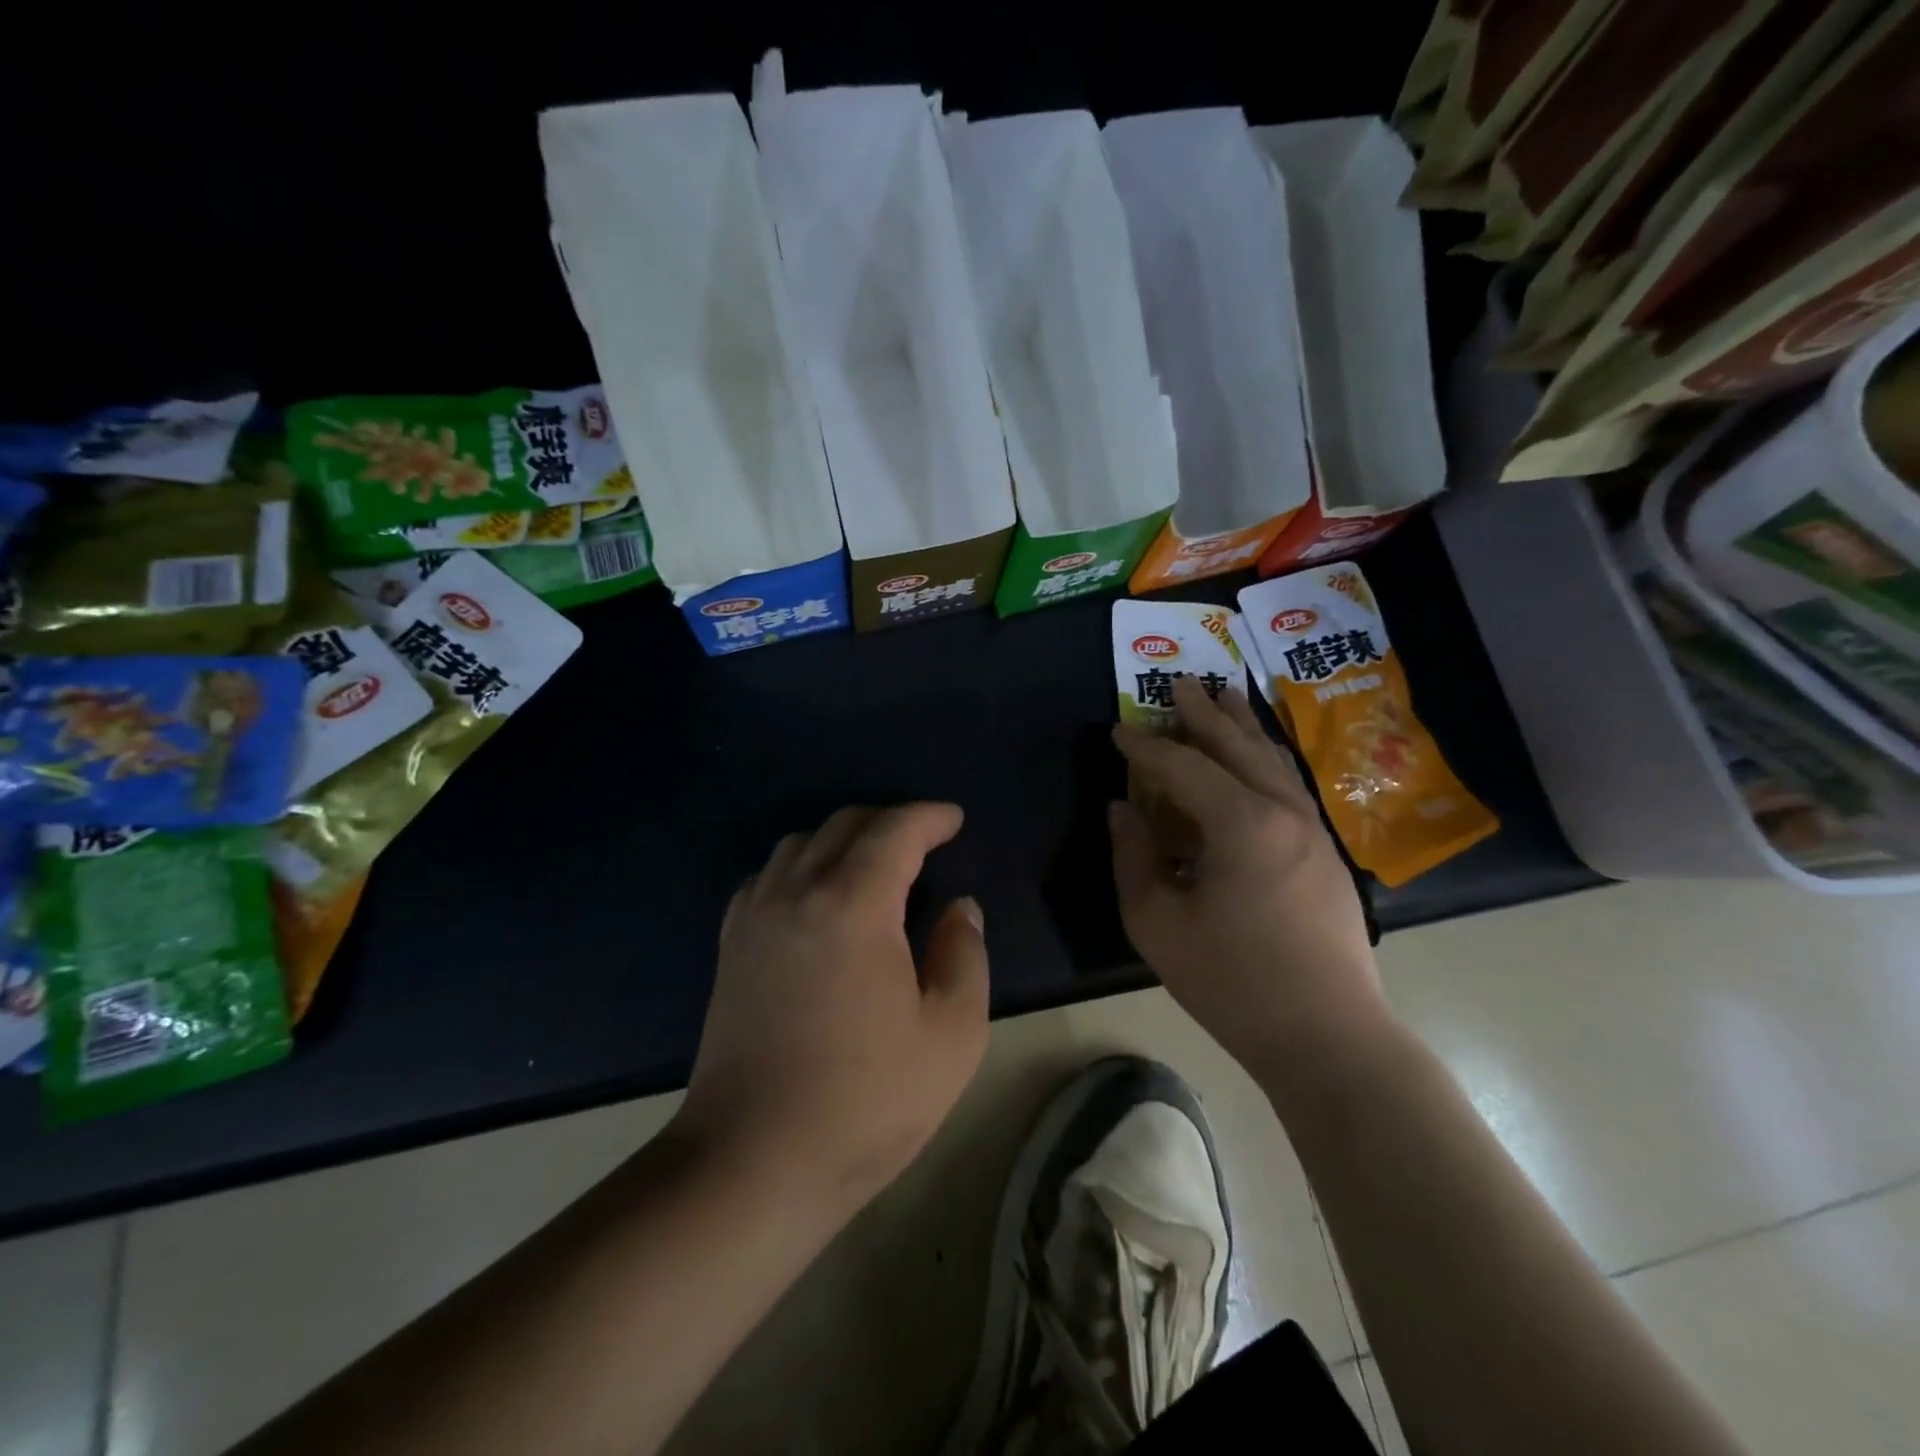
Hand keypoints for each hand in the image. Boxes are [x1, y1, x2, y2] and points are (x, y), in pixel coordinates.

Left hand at [677, 803, 989, 1216]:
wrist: (753, 1162)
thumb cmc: (865, 1102)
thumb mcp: (951, 1036)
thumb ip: (964, 956)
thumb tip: (960, 909)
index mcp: (854, 906)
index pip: (895, 831)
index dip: (929, 817)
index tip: (954, 821)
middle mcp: (797, 892)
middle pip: (844, 825)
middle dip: (890, 821)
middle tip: (924, 843)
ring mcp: (756, 916)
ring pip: (800, 843)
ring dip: (843, 839)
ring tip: (873, 867)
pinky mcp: (731, 945)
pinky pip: (768, 875)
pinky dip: (801, 866)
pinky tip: (816, 898)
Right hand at [1110, 677, 1388, 1088]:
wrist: (1327, 1036)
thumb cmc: (1232, 981)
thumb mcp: (1157, 923)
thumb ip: (1133, 857)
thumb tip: (1123, 809)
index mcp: (1241, 823)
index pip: (1182, 767)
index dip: (1145, 748)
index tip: (1117, 732)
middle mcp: (1283, 811)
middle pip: (1237, 746)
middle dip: (1203, 714)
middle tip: (1179, 684)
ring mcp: (1312, 830)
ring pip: (1272, 760)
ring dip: (1242, 726)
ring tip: (1224, 696)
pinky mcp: (1326, 852)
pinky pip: (1289, 784)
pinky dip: (1265, 758)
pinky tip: (1258, 756)